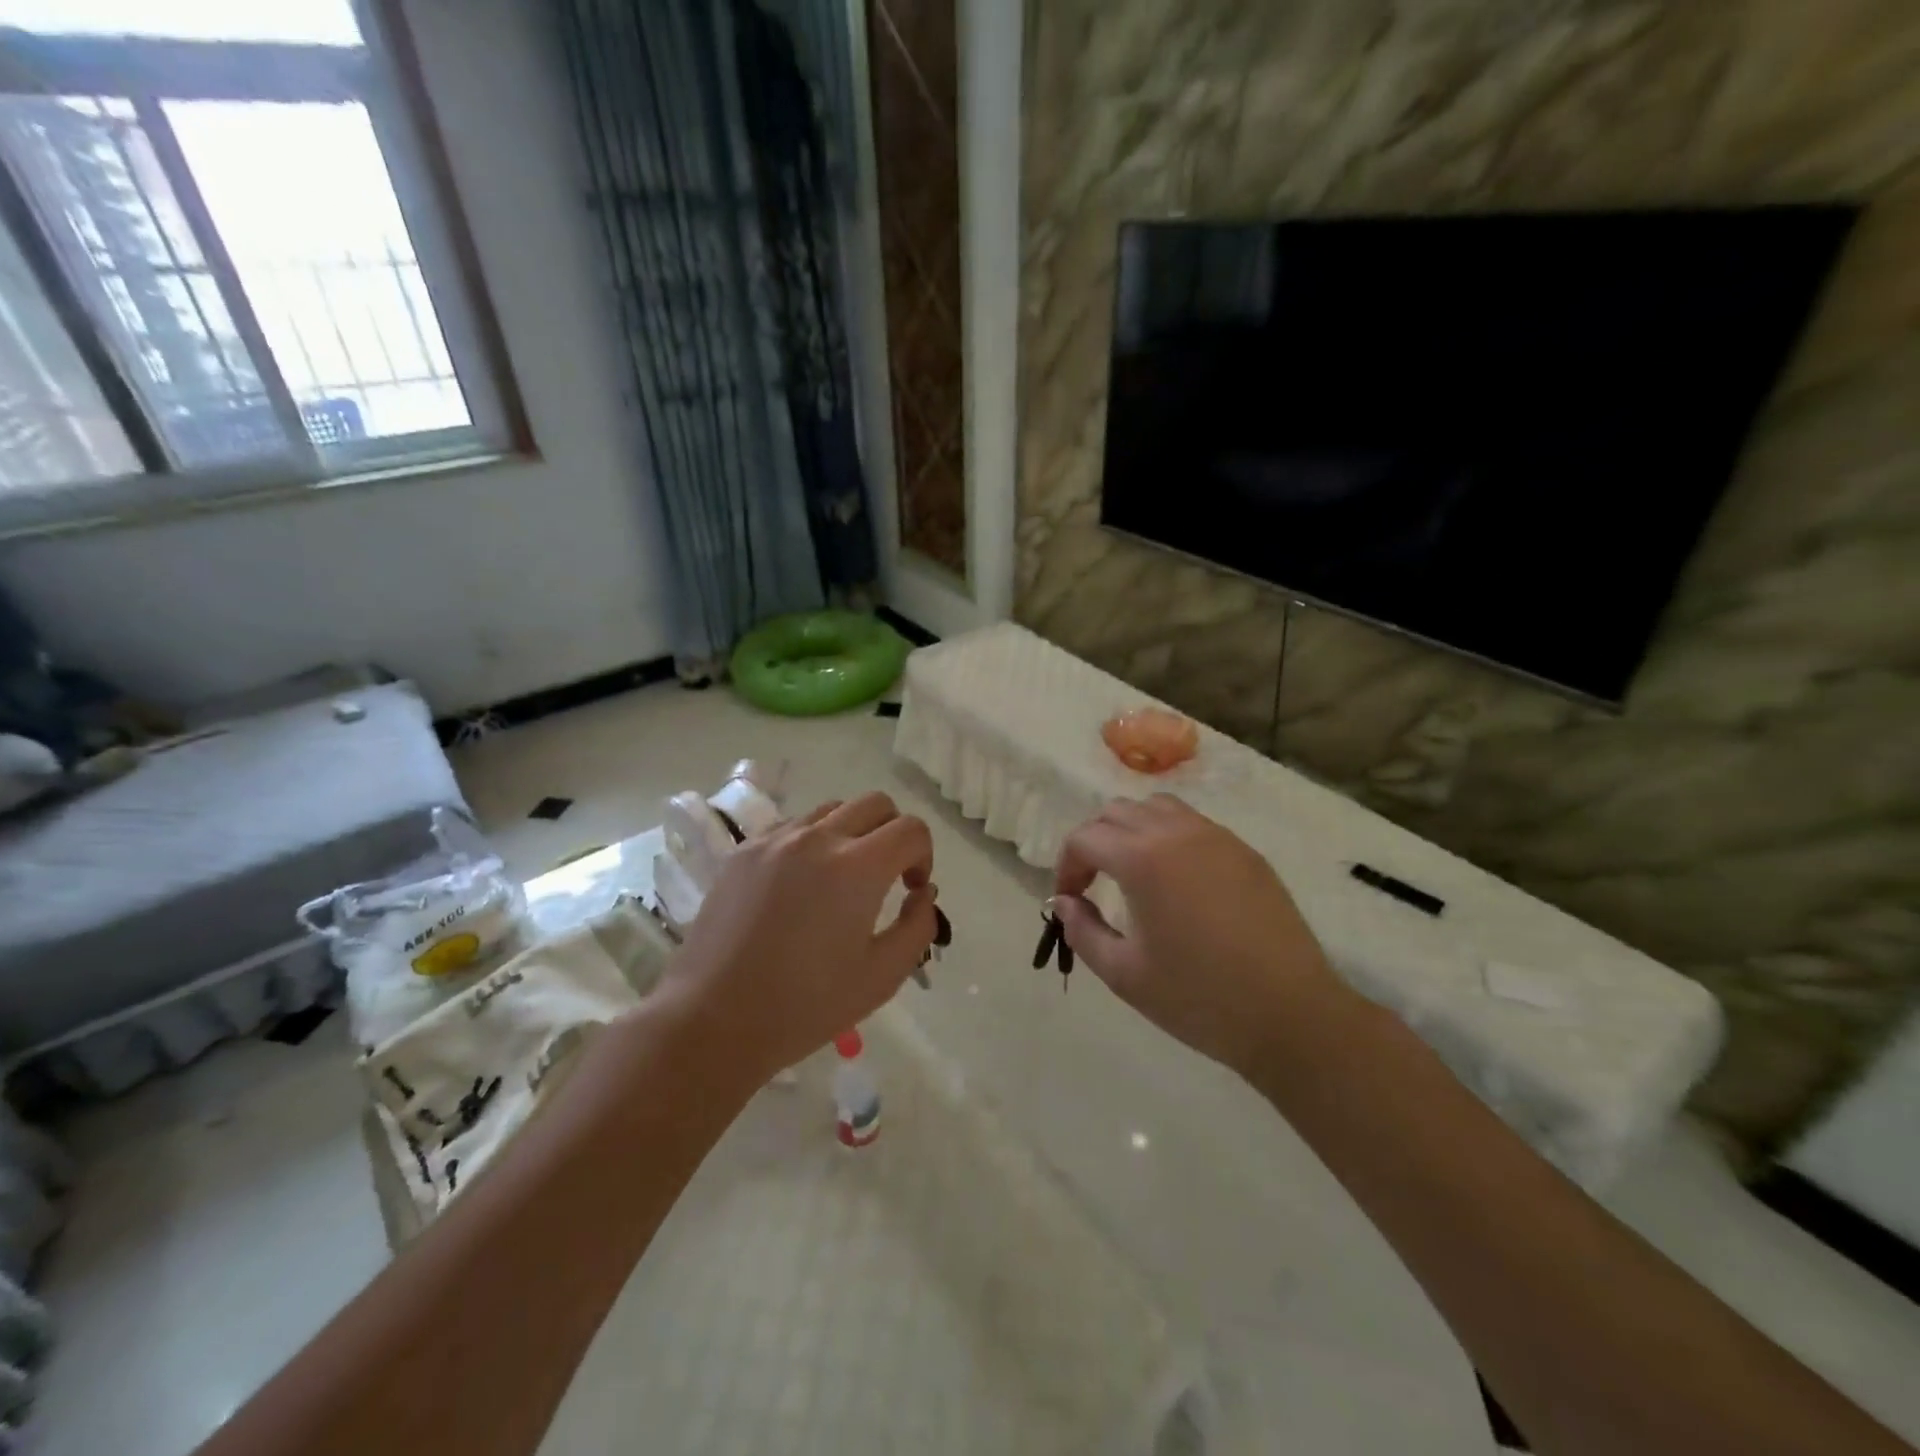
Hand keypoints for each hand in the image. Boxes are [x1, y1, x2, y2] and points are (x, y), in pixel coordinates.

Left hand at [660, 793, 936, 1083]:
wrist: (714, 1019)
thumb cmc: (806, 1005)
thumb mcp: (882, 976)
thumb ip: (918, 926)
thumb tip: (922, 892)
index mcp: (857, 867)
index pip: (911, 829)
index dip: (924, 855)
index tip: (912, 889)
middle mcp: (818, 838)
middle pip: (876, 804)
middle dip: (893, 833)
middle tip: (887, 877)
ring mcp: (775, 840)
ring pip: (832, 810)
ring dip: (852, 833)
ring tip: (841, 880)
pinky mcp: (744, 851)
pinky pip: (792, 826)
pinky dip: (812, 841)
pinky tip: (801, 885)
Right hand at [1053, 795, 1340, 1077]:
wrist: (1291, 1015)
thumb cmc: (1199, 998)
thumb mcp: (1124, 974)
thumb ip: (1083, 931)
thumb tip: (1064, 902)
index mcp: (1142, 859)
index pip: (1084, 838)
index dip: (1066, 866)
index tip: (1068, 901)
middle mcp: (1177, 833)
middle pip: (1117, 811)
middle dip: (1094, 842)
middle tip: (1092, 884)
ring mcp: (1217, 837)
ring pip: (1157, 807)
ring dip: (1132, 830)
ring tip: (1132, 872)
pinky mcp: (1245, 852)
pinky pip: (1194, 824)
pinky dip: (1169, 837)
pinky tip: (1177, 881)